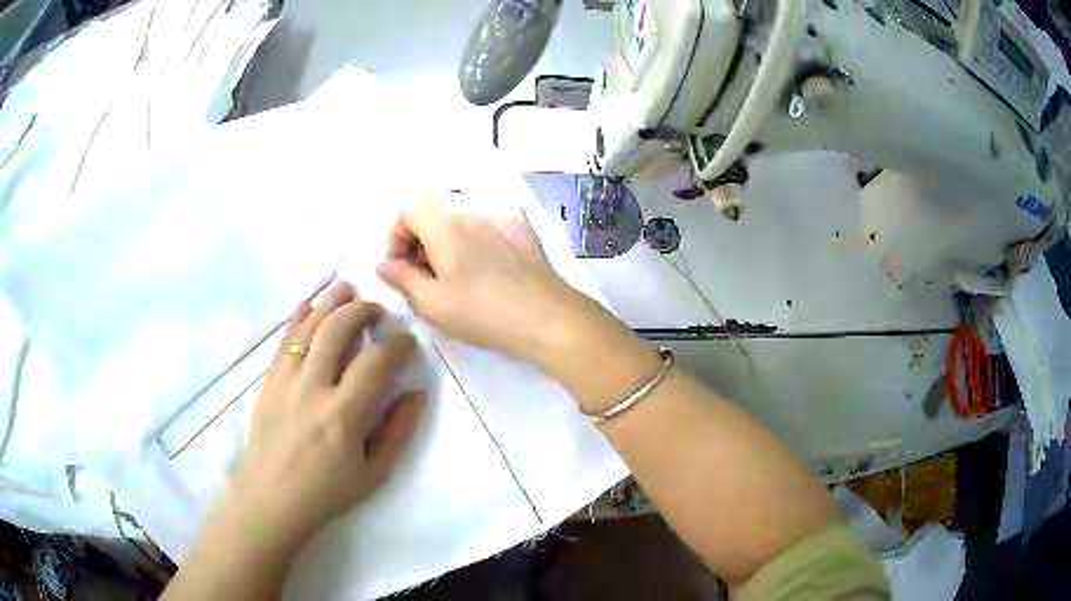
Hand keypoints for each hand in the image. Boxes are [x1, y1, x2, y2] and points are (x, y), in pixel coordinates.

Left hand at [231, 282, 425, 549]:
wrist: (271, 498)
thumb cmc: (327, 491)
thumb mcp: (375, 473)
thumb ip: (398, 431)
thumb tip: (417, 393)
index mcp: (342, 416)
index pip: (375, 363)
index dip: (397, 345)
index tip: (407, 341)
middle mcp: (312, 389)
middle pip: (338, 331)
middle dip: (362, 311)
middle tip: (377, 310)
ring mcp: (285, 381)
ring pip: (309, 327)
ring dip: (330, 303)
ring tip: (347, 289)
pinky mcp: (268, 381)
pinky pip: (284, 340)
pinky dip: (297, 317)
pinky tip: (308, 302)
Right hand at [376, 199, 601, 366]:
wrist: (549, 318)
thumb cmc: (484, 313)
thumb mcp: (433, 303)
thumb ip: (402, 278)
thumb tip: (385, 264)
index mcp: (446, 224)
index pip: (409, 209)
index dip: (397, 235)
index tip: (402, 267)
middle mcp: (474, 210)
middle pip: (435, 212)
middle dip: (421, 240)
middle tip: (426, 277)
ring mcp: (503, 216)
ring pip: (462, 218)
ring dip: (448, 240)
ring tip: (457, 276)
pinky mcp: (525, 228)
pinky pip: (489, 224)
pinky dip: (476, 239)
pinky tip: (487, 269)